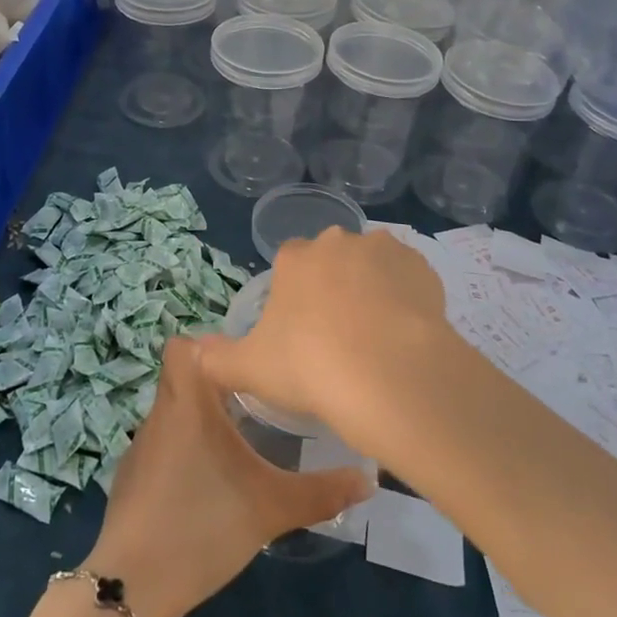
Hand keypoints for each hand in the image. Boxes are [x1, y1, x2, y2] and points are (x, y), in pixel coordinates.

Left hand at [81, 336, 371, 616]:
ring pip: (173, 412)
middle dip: (217, 385)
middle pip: (183, 377)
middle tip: (256, 403)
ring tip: (237, 441)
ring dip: (200, 418)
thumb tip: (368, 478)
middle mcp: (159, 413)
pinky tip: (205, 483)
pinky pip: (161, 446)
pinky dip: (182, 451)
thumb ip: (321, 492)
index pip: (182, 345)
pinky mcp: (131, 479)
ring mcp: (140, 448)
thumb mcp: (270, 508)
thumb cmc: (201, 525)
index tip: (245, 365)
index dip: (210, 346)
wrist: (132, 586)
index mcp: (186, 401)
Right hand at [196, 227, 450, 448]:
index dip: (296, 294)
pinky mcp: (423, 268)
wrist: (389, 374)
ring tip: (377, 339)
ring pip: (373, 265)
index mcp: (296, 258)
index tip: (301, 330)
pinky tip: (406, 335)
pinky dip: (408, 299)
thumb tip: (193, 351)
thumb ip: (217, 358)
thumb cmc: (310, 367)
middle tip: (339, 336)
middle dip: (335, 285)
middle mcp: (338, 242)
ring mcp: (384, 250)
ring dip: (373, 289)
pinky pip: (410, 280)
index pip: (291, 262)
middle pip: (333, 259)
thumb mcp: (250, 369)